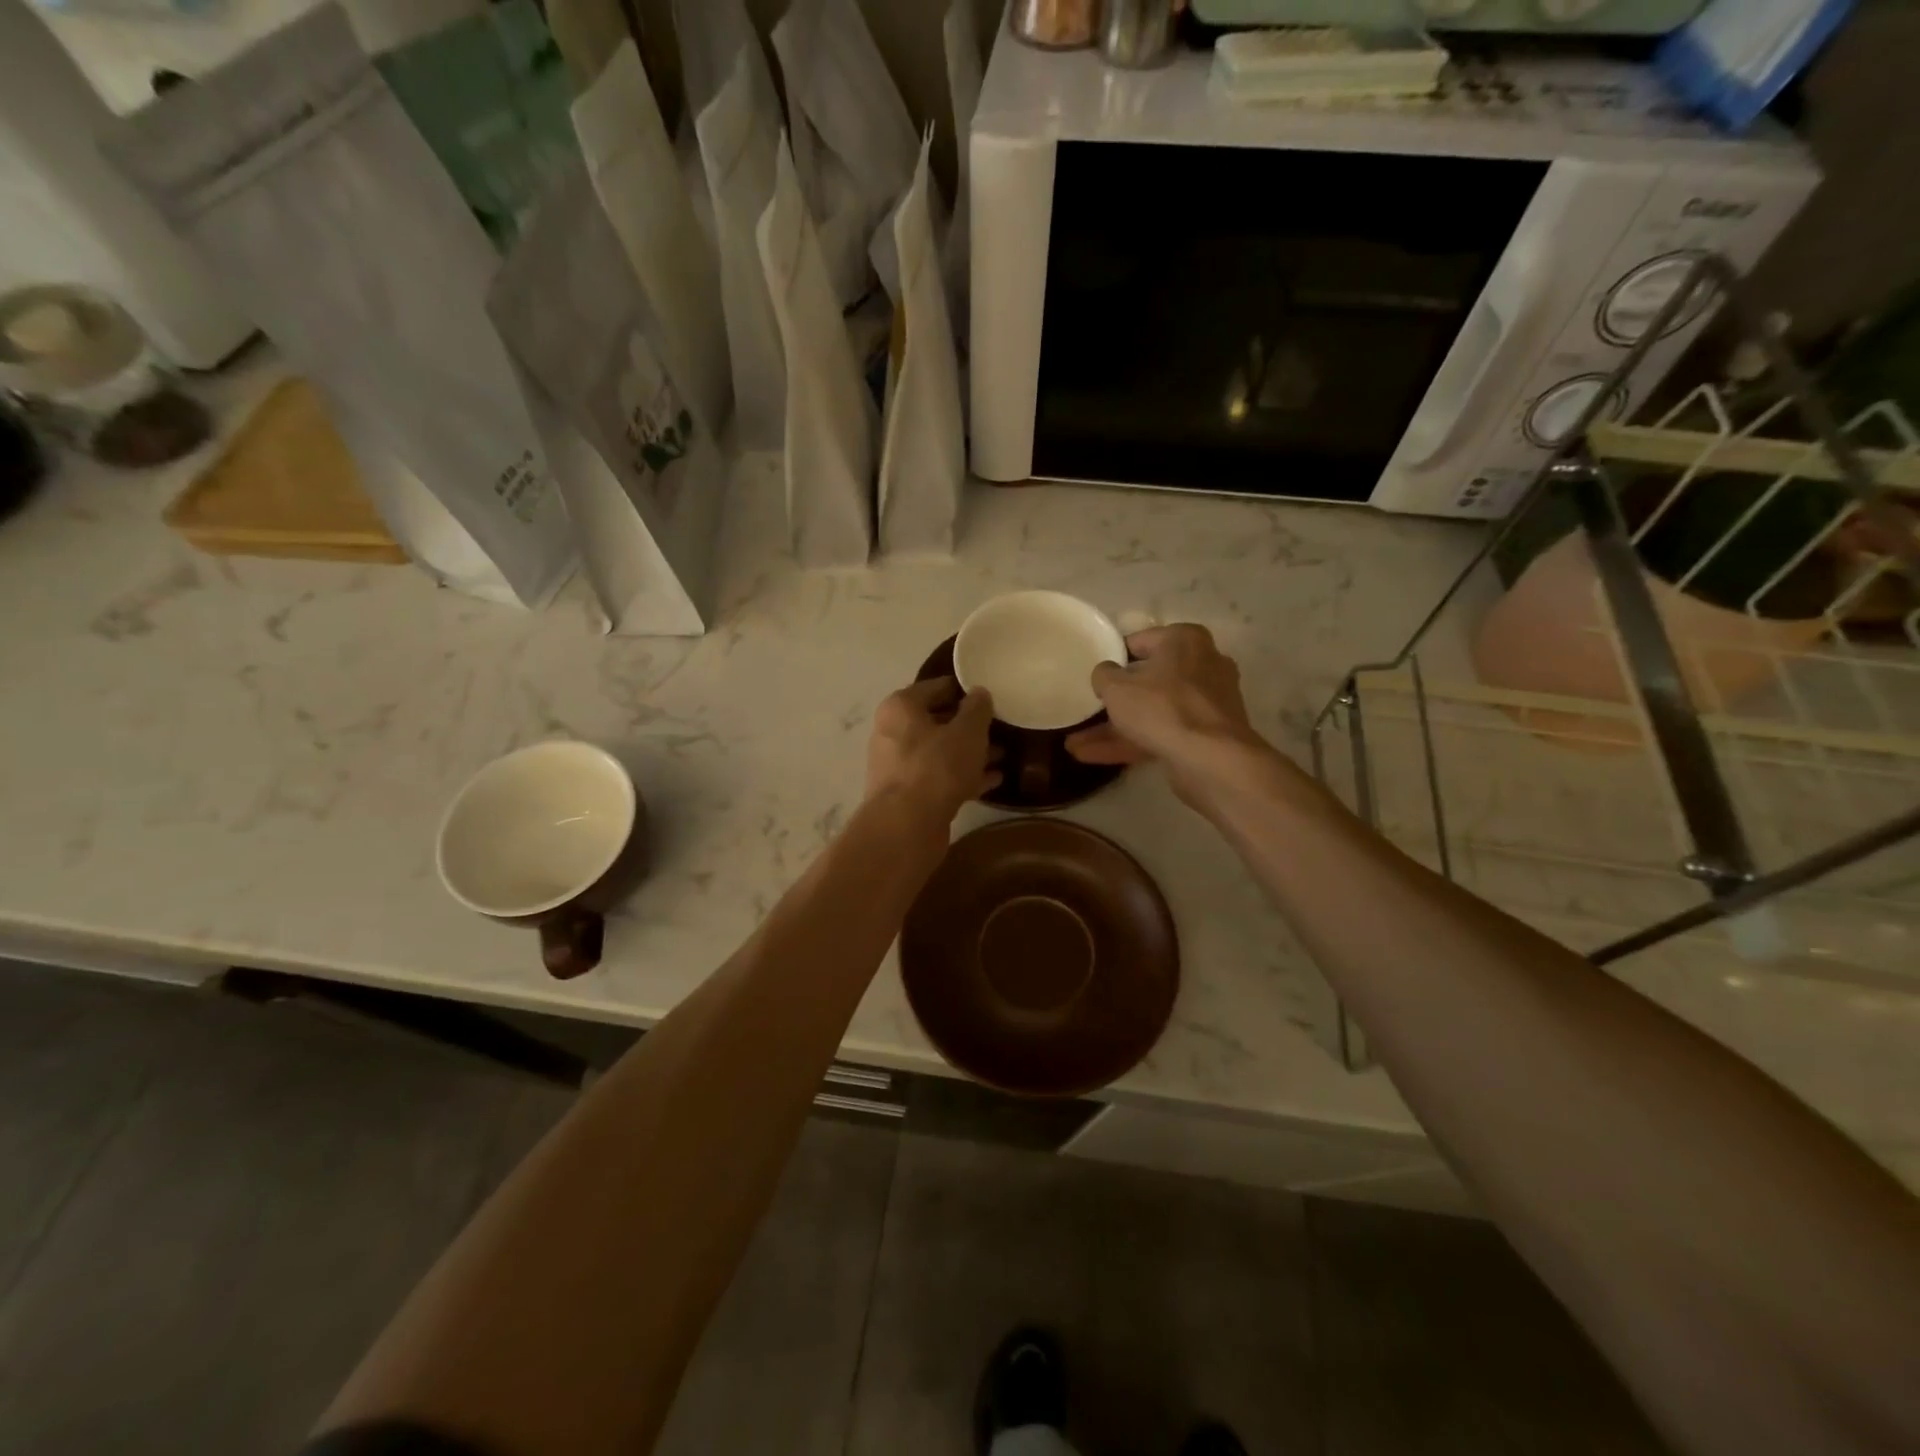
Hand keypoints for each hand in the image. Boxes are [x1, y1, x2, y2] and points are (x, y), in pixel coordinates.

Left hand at [865, 677, 1000, 822]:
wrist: (906, 827)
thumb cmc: (937, 767)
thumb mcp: (967, 731)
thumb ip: (977, 708)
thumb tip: (979, 693)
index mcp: (901, 708)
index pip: (936, 687)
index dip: (963, 689)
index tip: (989, 695)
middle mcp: (892, 733)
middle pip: (936, 721)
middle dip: (968, 725)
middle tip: (999, 726)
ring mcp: (898, 767)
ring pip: (939, 753)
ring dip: (968, 754)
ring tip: (1002, 755)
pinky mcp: (907, 796)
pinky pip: (940, 778)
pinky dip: (963, 777)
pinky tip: (993, 780)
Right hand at [1066, 624, 1271, 807]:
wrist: (1211, 758)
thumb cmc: (1162, 707)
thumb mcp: (1117, 687)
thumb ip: (1104, 675)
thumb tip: (1105, 673)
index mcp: (1185, 640)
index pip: (1141, 641)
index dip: (1114, 658)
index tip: (1095, 675)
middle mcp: (1202, 665)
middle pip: (1149, 681)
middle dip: (1114, 701)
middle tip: (1087, 710)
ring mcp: (1207, 703)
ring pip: (1153, 711)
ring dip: (1115, 729)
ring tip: (1075, 744)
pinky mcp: (1206, 735)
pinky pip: (1162, 732)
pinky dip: (1132, 743)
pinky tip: (1093, 756)